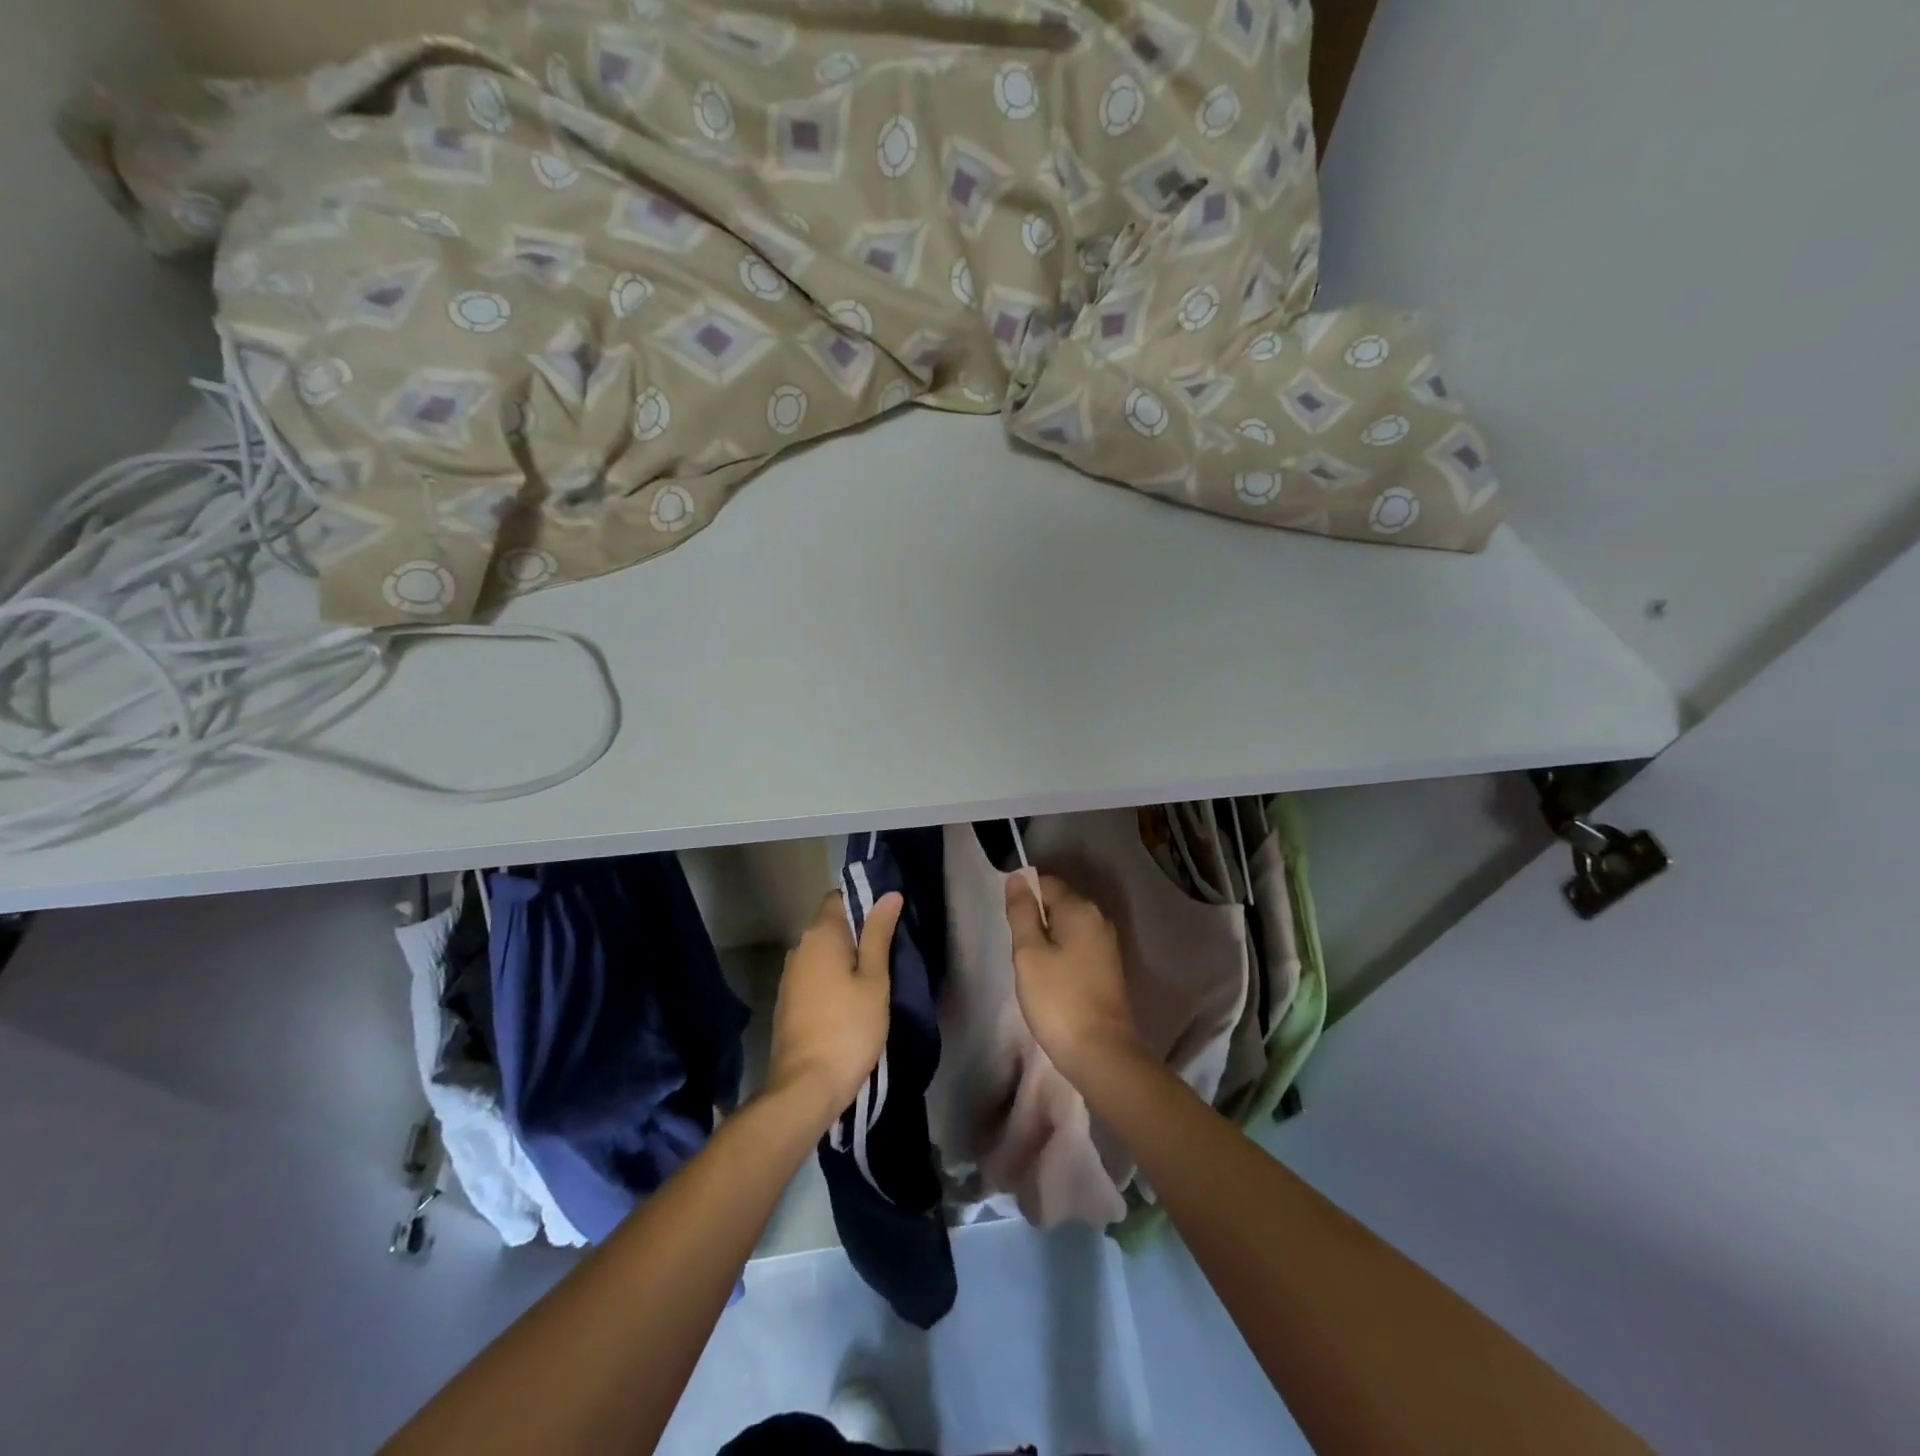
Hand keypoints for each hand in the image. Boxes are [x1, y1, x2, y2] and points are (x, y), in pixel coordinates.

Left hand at [768, 889, 899, 1124]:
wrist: (806, 1086)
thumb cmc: (849, 1027)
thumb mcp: (874, 979)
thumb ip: (879, 934)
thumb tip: (889, 894)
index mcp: (820, 935)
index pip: (838, 898)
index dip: (863, 902)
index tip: (887, 918)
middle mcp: (799, 947)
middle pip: (830, 925)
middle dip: (857, 932)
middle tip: (889, 950)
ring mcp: (789, 976)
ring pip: (822, 953)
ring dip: (844, 958)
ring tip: (874, 976)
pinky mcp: (788, 1002)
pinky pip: (814, 976)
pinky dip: (832, 979)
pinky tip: (850, 999)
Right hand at [1004, 873, 1141, 1082]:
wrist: (1101, 1052)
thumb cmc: (1058, 999)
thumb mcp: (1029, 953)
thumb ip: (1022, 912)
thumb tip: (1018, 877)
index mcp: (1080, 908)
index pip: (1046, 883)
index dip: (1024, 898)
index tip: (1010, 927)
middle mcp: (1099, 919)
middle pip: (1058, 903)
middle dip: (1035, 921)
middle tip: (1020, 953)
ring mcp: (1107, 944)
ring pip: (1067, 927)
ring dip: (1048, 941)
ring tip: (1033, 970)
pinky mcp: (1109, 968)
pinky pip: (1078, 947)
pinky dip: (1062, 956)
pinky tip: (1052, 982)